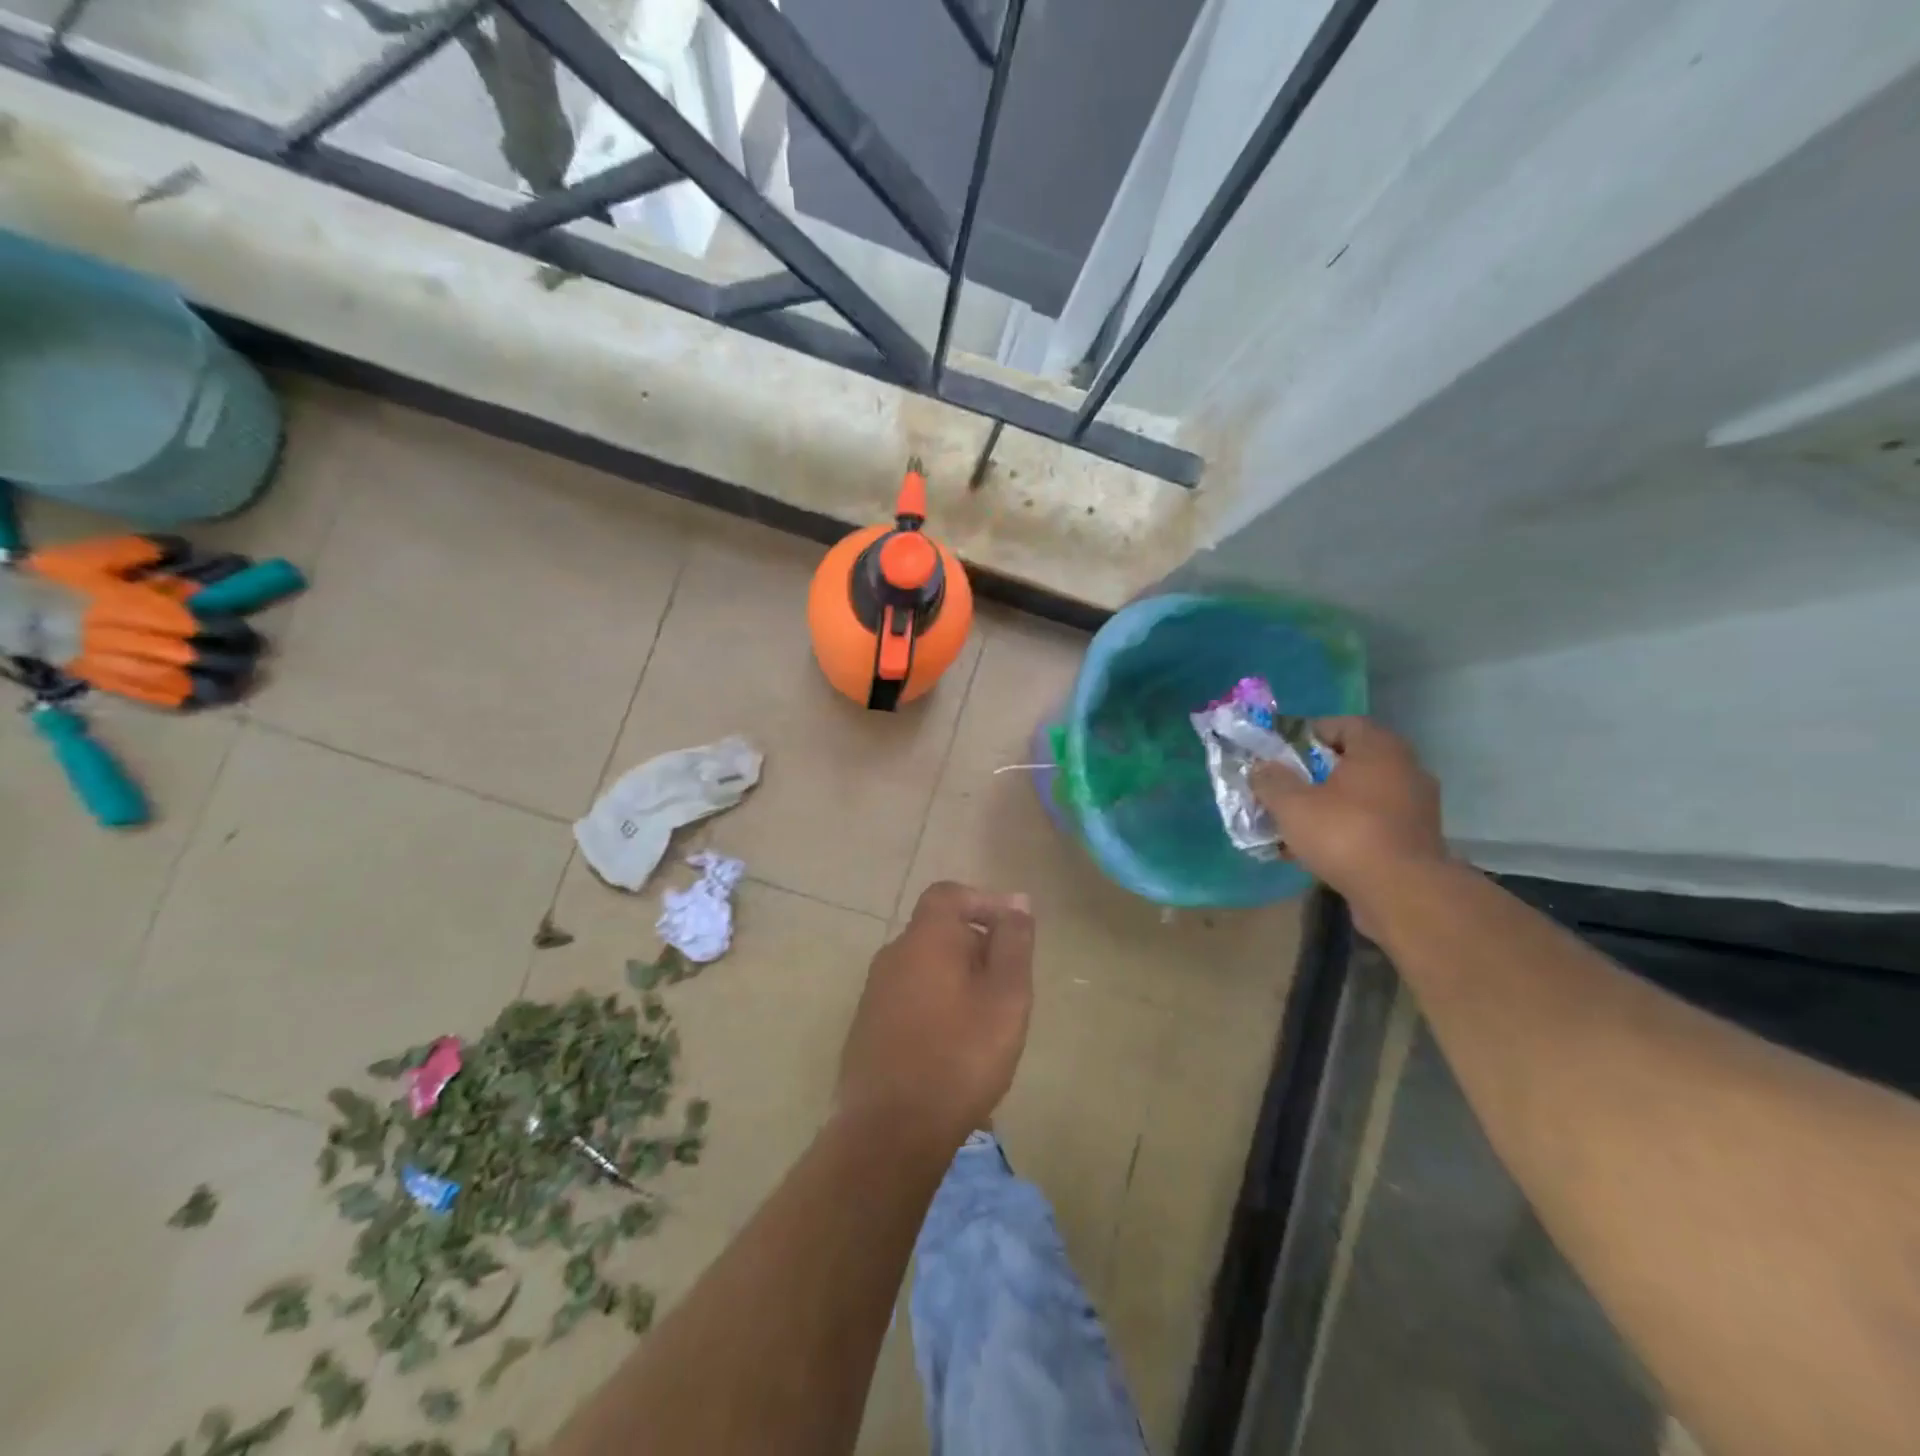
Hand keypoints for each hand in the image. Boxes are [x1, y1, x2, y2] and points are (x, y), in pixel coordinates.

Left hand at [836, 882, 1034, 1151]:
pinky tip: (953, 1045)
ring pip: (924, 967)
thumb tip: (1017, 901)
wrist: (889, 1131)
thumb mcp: (1005, 998)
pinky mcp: (867, 1027)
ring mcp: (874, 993)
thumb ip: (1013, 944)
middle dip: (976, 947)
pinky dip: (935, 1004)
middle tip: (1008, 987)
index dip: (982, 903)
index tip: (1012, 931)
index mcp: (924, 940)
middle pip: (938, 932)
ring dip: (957, 980)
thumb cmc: (959, 1057)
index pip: (948, 895)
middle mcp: (892, 956)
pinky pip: (909, 997)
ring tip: (986, 1021)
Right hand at [1253, 716, 1448, 913]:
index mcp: (1380, 750)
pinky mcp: (1415, 841)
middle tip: (1285, 788)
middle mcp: (1406, 770)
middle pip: (1352, 762)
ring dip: (1329, 805)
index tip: (1282, 753)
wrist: (1402, 894)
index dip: (1309, 734)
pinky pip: (1372, 825)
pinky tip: (1317, 850)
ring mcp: (1415, 808)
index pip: (1344, 724)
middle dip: (1315, 774)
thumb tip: (1261, 768)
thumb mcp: (1292, 805)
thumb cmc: (1345, 834)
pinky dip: (1346, 830)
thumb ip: (1271, 781)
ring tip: (1295, 823)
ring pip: (1361, 797)